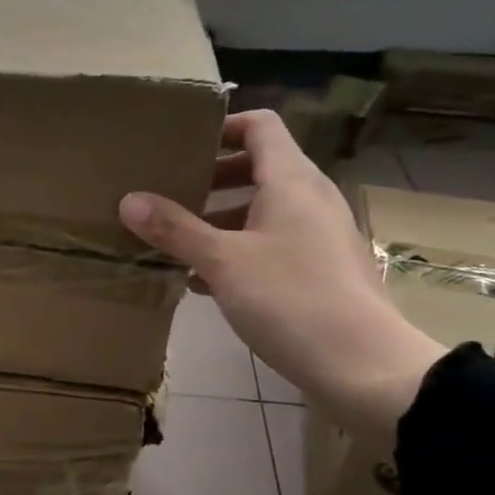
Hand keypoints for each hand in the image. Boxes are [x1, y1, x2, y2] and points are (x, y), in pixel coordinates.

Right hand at [119, 109, 443, 436]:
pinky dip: (239, 249)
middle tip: (170, 192)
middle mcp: (311, 198)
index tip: (182, 144)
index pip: (259, 126)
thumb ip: (175, 229)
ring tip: (178, 239)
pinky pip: (274, 242)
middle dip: (212, 177)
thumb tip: (128, 200)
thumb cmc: (292, 300)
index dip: (222, 126)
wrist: (365, 369)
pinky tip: (205, 281)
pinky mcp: (322, 270)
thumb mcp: (223, 262)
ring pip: (264, 209)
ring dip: (221, 217)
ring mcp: (320, 235)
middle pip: (259, 167)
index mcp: (291, 181)